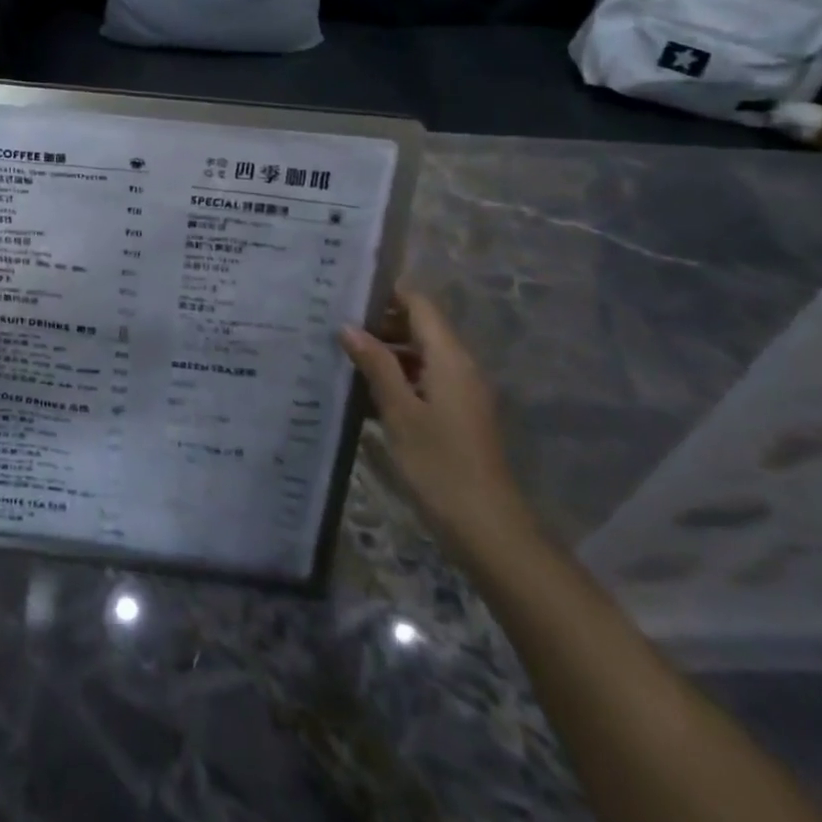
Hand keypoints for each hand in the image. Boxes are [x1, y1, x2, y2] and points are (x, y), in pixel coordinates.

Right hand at [339, 289, 533, 556]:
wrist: (488, 529)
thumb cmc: (440, 464)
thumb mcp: (399, 412)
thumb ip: (375, 365)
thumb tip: (348, 327)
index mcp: (450, 358)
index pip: (419, 304)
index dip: (386, 293)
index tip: (347, 292)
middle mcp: (459, 367)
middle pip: (418, 328)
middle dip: (378, 324)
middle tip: (333, 325)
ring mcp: (459, 393)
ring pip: (418, 357)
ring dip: (383, 355)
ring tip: (339, 356)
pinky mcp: (456, 417)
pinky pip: (422, 382)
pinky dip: (395, 380)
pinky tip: (360, 395)